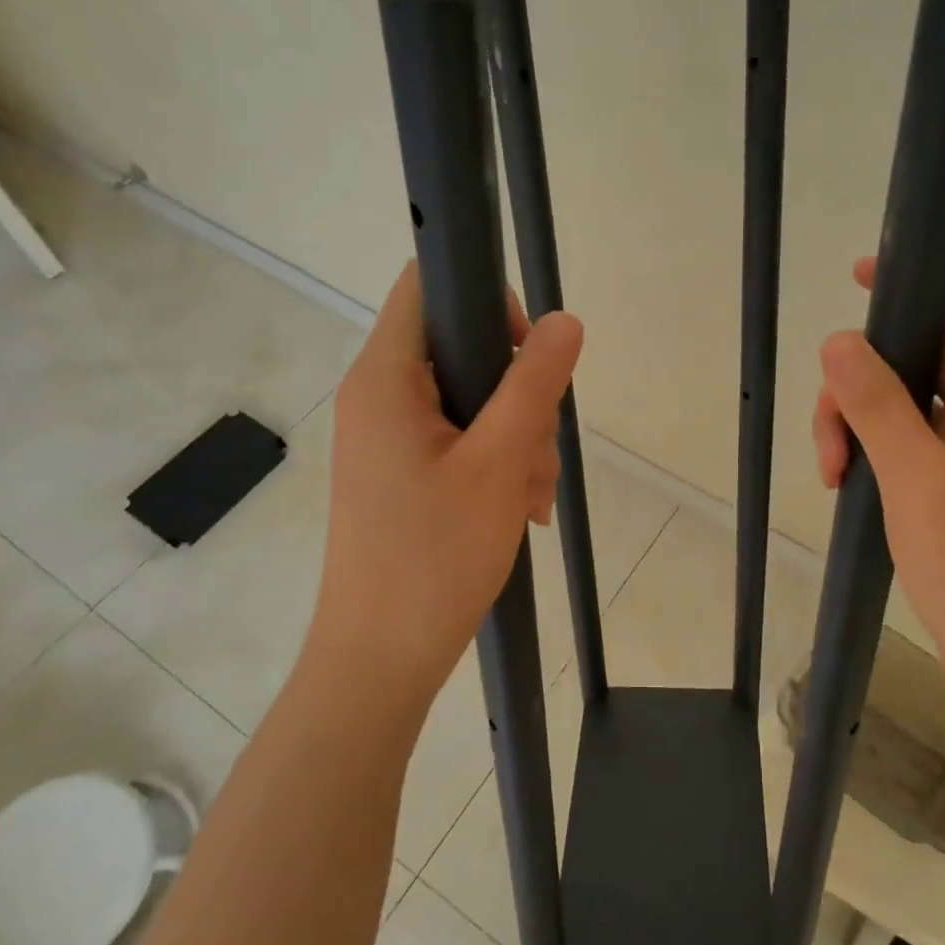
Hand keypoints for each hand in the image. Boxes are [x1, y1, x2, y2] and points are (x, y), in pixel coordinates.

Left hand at [308, 263, 582, 718]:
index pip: (428, 286)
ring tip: (530, 499)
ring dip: (516, 440)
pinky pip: (460, 443)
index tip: (527, 353)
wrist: (380, 659)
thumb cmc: (434, 556)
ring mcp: (389, 438)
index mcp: (385, 377)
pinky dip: (496, 466)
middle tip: (536, 453)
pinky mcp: (401, 473)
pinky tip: (519, 510)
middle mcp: (379, 396)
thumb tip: (565, 320)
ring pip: (471, 403)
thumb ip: (533, 384)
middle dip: (517, 396)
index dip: (486, 300)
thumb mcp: (498, 463)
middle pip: (463, 351)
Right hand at [812, 256, 944, 716]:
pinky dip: (874, 448)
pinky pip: (911, 436)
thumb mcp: (919, 485)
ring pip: (910, 394)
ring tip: (833, 473)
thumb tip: (838, 338)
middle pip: (929, 345)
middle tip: (830, 434)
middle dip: (866, 375)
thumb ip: (879, 407)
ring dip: (860, 419)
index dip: (929, 271)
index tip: (861, 282)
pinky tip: (845, 485)